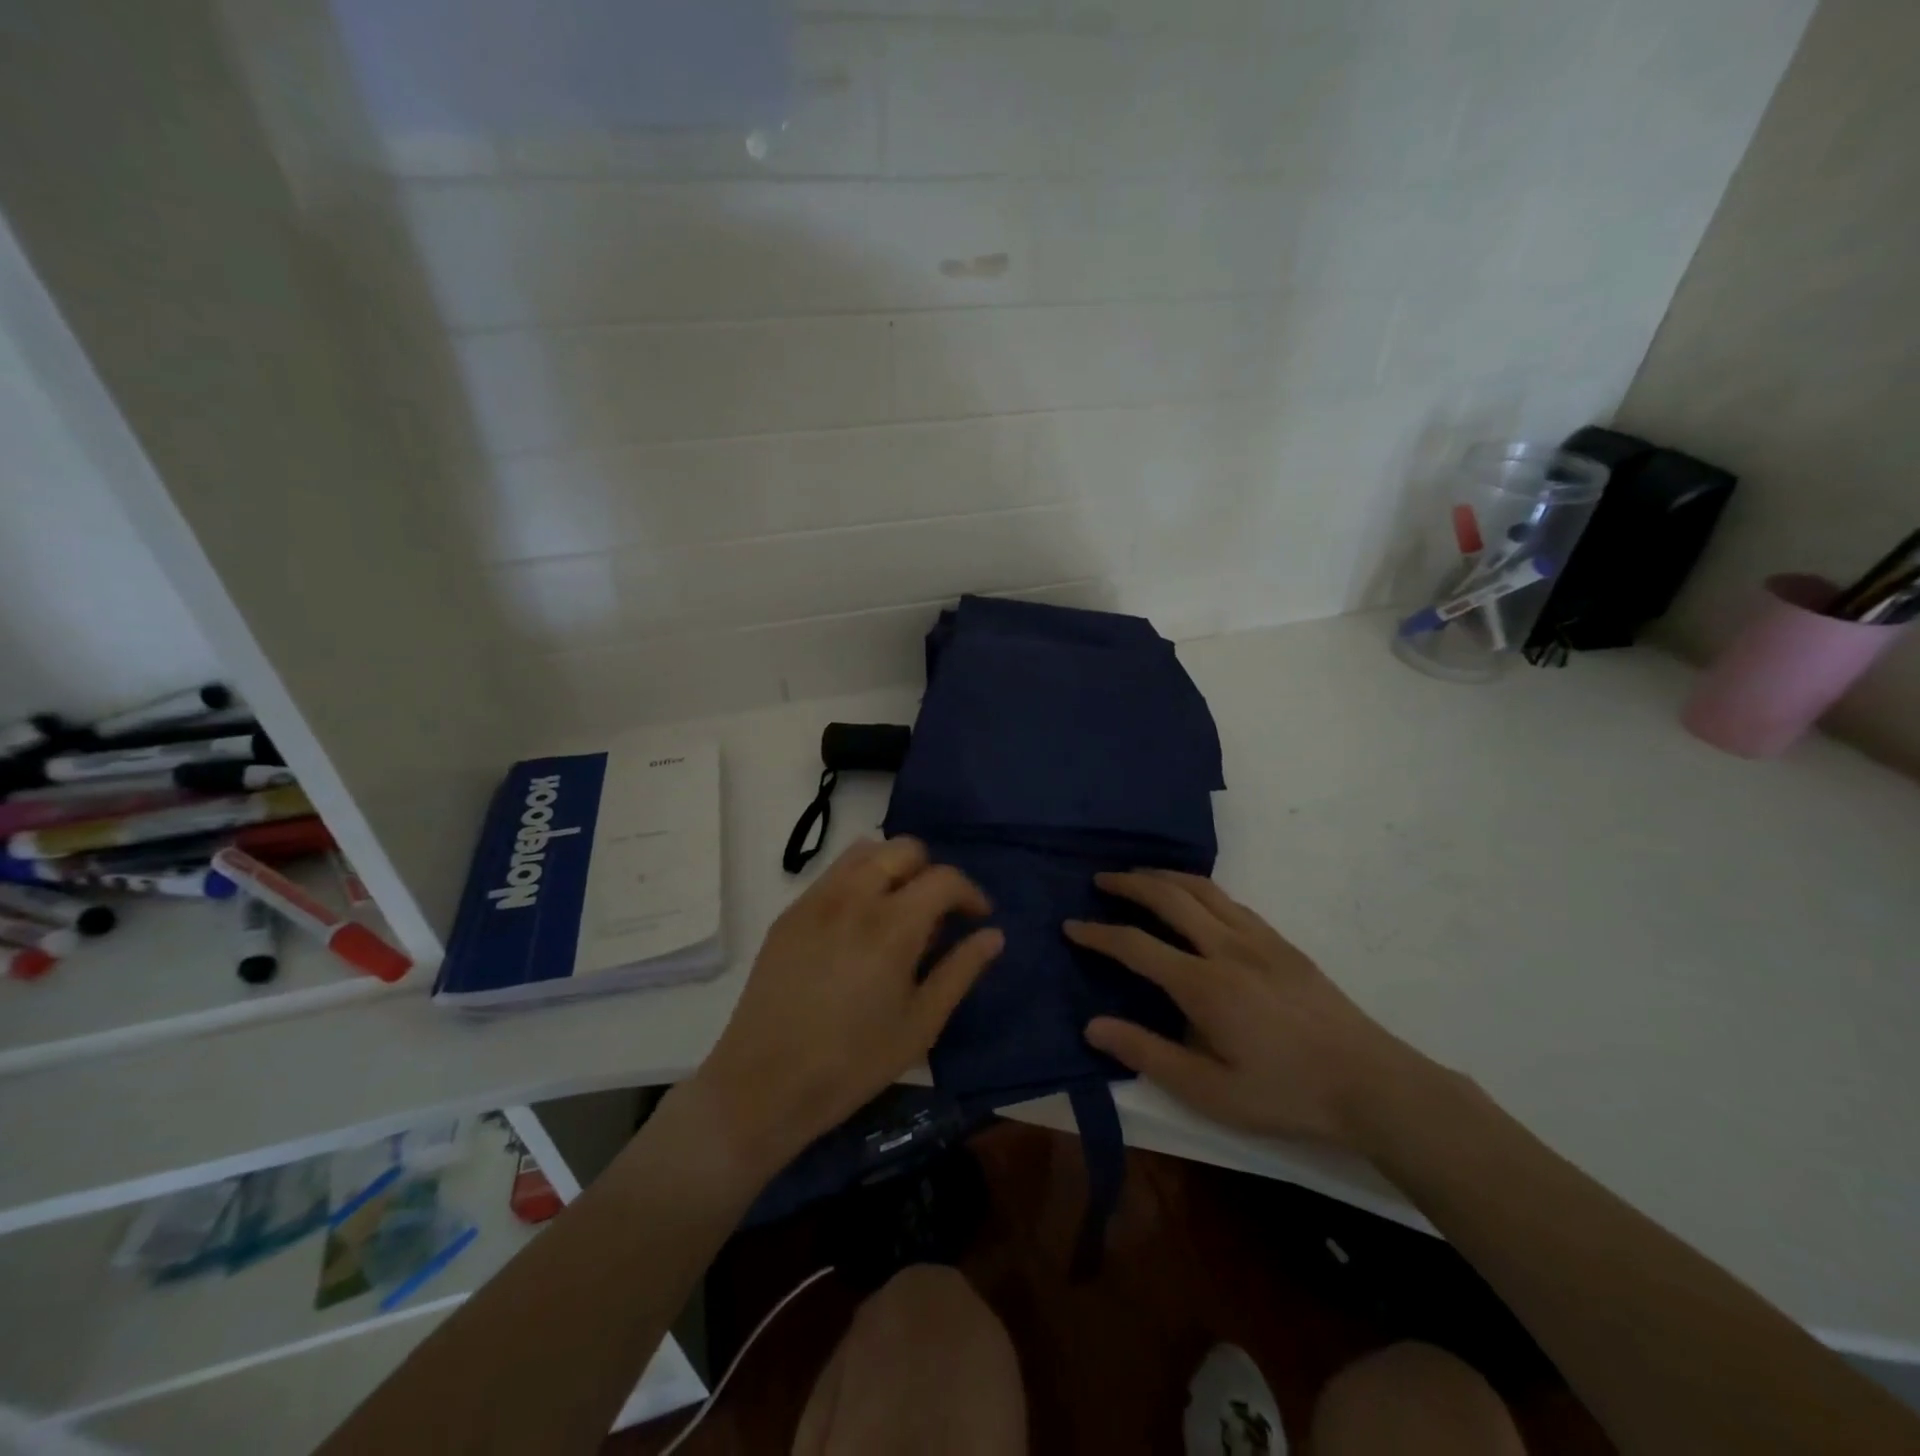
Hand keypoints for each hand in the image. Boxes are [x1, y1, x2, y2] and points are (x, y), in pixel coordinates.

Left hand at [693, 837, 1002, 1172]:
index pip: (944, 878)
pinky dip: (859, 880)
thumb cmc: (853, 1062)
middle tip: (937, 913)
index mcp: (893, 924)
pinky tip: (858, 924)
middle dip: (931, 872)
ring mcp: (816, 900)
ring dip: (893, 867)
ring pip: (865, 851)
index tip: (977, 918)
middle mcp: (854, 896)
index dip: (970, 893)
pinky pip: (833, 874)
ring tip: (898, 909)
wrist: (763, 1084)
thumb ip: (961, 971)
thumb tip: (994, 935)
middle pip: (904, 848)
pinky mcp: (790, 913)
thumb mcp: (921, 1024)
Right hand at [1065, 870, 1434, 1147]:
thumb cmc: (1286, 1094)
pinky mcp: (1282, 943)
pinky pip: (1231, 900)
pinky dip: (1200, 888)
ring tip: (1140, 876)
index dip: (1099, 934)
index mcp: (1204, 984)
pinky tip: (1195, 899)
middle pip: (1169, 898)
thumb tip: (1093, 1026)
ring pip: (1203, 889)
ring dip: (1165, 877)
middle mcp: (1227, 948)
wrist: (1373, 1084)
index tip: (1071, 927)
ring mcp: (1259, 940)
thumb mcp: (1210, 1092)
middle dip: (1129, 884)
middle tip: (1101, 879)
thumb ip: (1148, 1054)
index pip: (1137, 946)